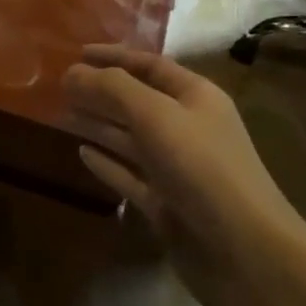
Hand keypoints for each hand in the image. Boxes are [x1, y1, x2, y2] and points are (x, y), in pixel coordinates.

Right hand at [63, 44, 305, 305]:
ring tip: (63, 113)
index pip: (151, 65)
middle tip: (61, 86)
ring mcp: (177, 169)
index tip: (77, 54)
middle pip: (138, 101)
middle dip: (102, 91)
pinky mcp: (166, 204)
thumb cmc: (202, 168)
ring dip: (99, 124)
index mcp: (196, 98)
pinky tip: (81, 153)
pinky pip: (129, 175)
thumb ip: (112, 88)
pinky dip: (106, 163)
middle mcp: (188, 128)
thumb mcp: (155, 115)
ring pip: (130, 138)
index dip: (114, 57)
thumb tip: (72, 72)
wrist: (243, 251)